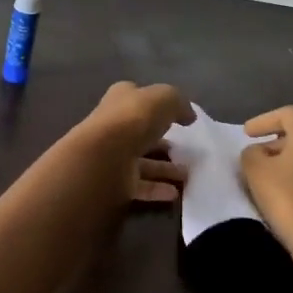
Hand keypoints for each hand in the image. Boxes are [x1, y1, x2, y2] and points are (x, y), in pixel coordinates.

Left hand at [72, 82, 194, 205]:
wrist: (104, 157)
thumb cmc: (133, 119)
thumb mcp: (164, 99)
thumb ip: (178, 103)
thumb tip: (189, 116)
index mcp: (120, 100)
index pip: (137, 98)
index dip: (156, 105)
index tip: (178, 118)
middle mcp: (113, 126)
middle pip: (141, 133)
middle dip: (163, 142)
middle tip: (186, 151)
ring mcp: (113, 155)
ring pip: (142, 162)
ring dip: (164, 169)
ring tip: (188, 175)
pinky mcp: (114, 181)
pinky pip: (139, 185)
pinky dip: (156, 189)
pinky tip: (175, 193)